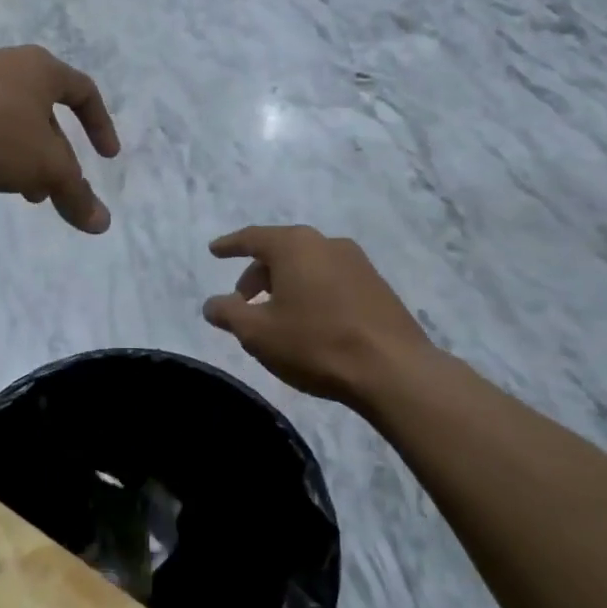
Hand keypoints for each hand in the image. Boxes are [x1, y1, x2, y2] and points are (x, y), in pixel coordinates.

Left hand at [0, 46, 119, 232]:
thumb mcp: (44, 166)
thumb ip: (74, 194)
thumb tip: (103, 223)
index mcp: (42, 72)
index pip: (86, 92)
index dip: (101, 126)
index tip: (107, 157)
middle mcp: (9, 71)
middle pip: (44, 116)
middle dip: (53, 157)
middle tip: (53, 190)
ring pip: (7, 128)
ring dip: (18, 162)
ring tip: (18, 194)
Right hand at [201, 225, 434, 405]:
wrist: (393, 370)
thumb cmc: (316, 343)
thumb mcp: (258, 333)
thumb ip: (228, 313)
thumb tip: (213, 304)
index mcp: (295, 246)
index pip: (252, 237)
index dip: (230, 245)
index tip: (214, 251)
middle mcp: (327, 243)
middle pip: (282, 251)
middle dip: (258, 274)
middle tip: (242, 301)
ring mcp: (358, 263)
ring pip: (308, 265)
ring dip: (286, 284)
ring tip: (276, 315)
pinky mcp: (377, 286)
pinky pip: (331, 280)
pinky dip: (312, 292)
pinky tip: (310, 322)